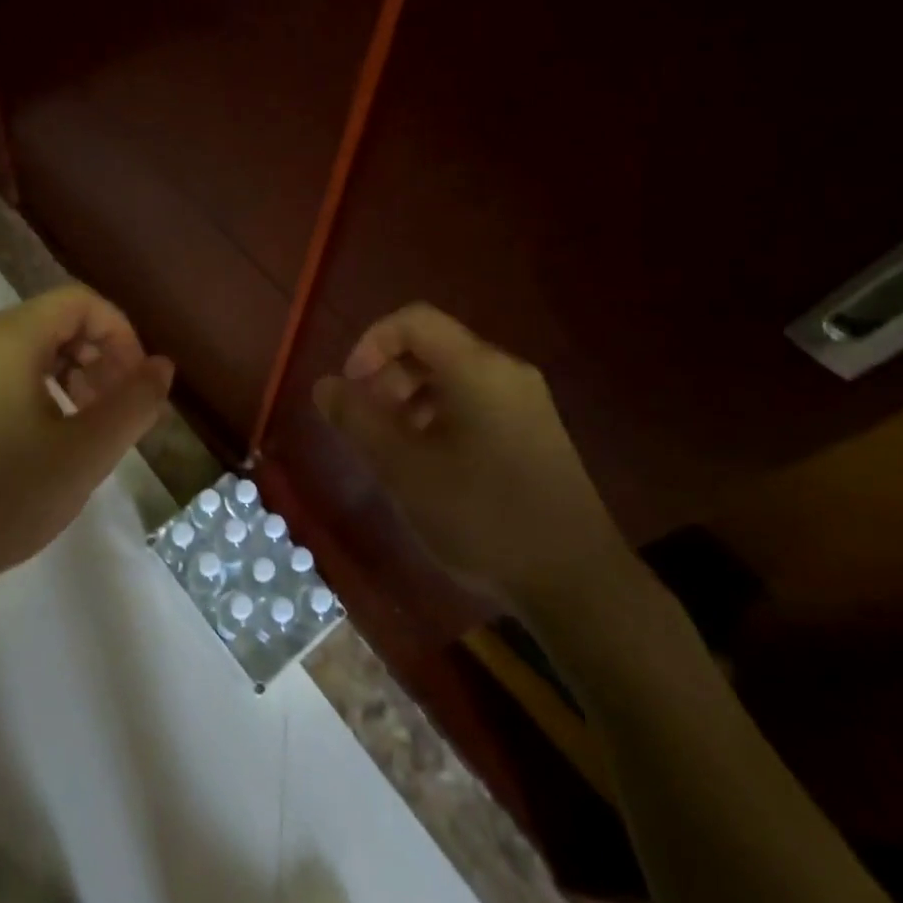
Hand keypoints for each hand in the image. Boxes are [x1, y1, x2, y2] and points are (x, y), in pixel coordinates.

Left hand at [0, 285, 173, 685]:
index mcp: (5, 338)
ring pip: (22, 351)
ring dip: (67, 377)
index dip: (121, 334)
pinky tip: (37, 444)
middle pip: (51, 323)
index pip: (80, 302)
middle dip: (97, 357)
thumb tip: (162, 366)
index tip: (136, 384)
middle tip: (115, 410)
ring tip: (82, 429)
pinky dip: (31, 392)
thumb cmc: (1, 498)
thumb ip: (134, 403)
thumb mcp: (85, 453)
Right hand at [313, 303, 631, 621]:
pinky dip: (439, 418)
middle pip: (433, 347)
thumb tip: (326, 385)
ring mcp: (526, 404)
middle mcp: (506, 372)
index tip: (351, 388)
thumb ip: (357, 420)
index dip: (371, 343)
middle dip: (388, 375)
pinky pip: (475, 404)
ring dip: (410, 400)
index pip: (414, 320)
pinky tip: (429, 467)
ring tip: (392, 449)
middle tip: (366, 424)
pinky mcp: (535, 434)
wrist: (576, 582)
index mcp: (477, 368)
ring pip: (453, 378)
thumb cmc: (482, 515)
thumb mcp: (404, 469)